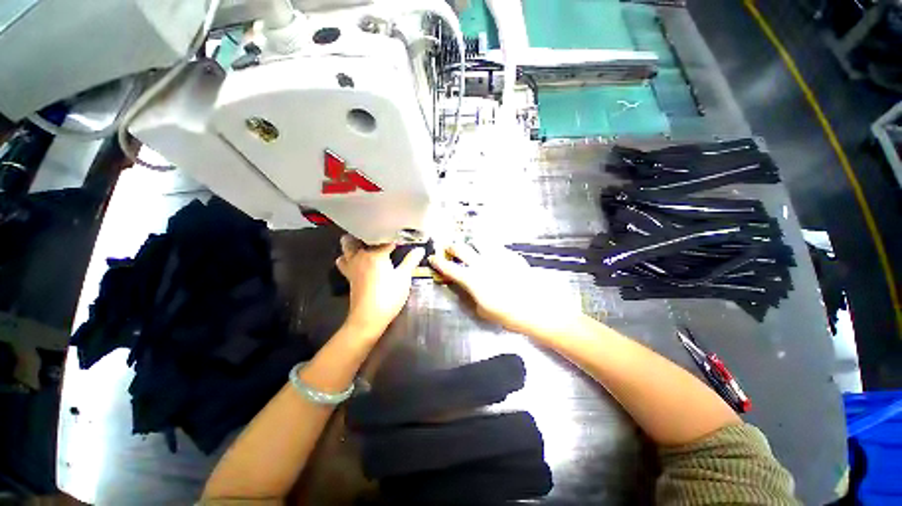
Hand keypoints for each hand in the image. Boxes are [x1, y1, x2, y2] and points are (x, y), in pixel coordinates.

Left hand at [336, 235, 424, 338]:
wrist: (368, 318)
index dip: (395, 238)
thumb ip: (411, 261)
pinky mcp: (348, 276)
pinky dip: (349, 257)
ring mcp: (351, 266)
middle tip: (381, 237)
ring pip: (346, 247)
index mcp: (375, 254)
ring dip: (355, 244)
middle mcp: (360, 256)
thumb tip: (420, 249)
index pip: (385, 239)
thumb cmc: (388, 296)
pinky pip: (344, 260)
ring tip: (368, 246)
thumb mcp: (404, 278)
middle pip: (357, 238)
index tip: (403, 238)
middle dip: (368, 234)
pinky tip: (361, 261)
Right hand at [428, 243, 582, 337]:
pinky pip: (497, 247)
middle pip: (461, 248)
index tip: (433, 258)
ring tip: (473, 249)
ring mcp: (497, 257)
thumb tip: (468, 288)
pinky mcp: (511, 256)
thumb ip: (472, 296)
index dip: (438, 263)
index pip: (449, 268)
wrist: (537, 308)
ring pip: (479, 241)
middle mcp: (482, 263)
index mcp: (472, 279)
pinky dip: (491, 250)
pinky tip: (495, 257)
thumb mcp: (483, 310)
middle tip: (450, 249)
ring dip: (472, 244)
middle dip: (452, 247)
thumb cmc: (507, 314)